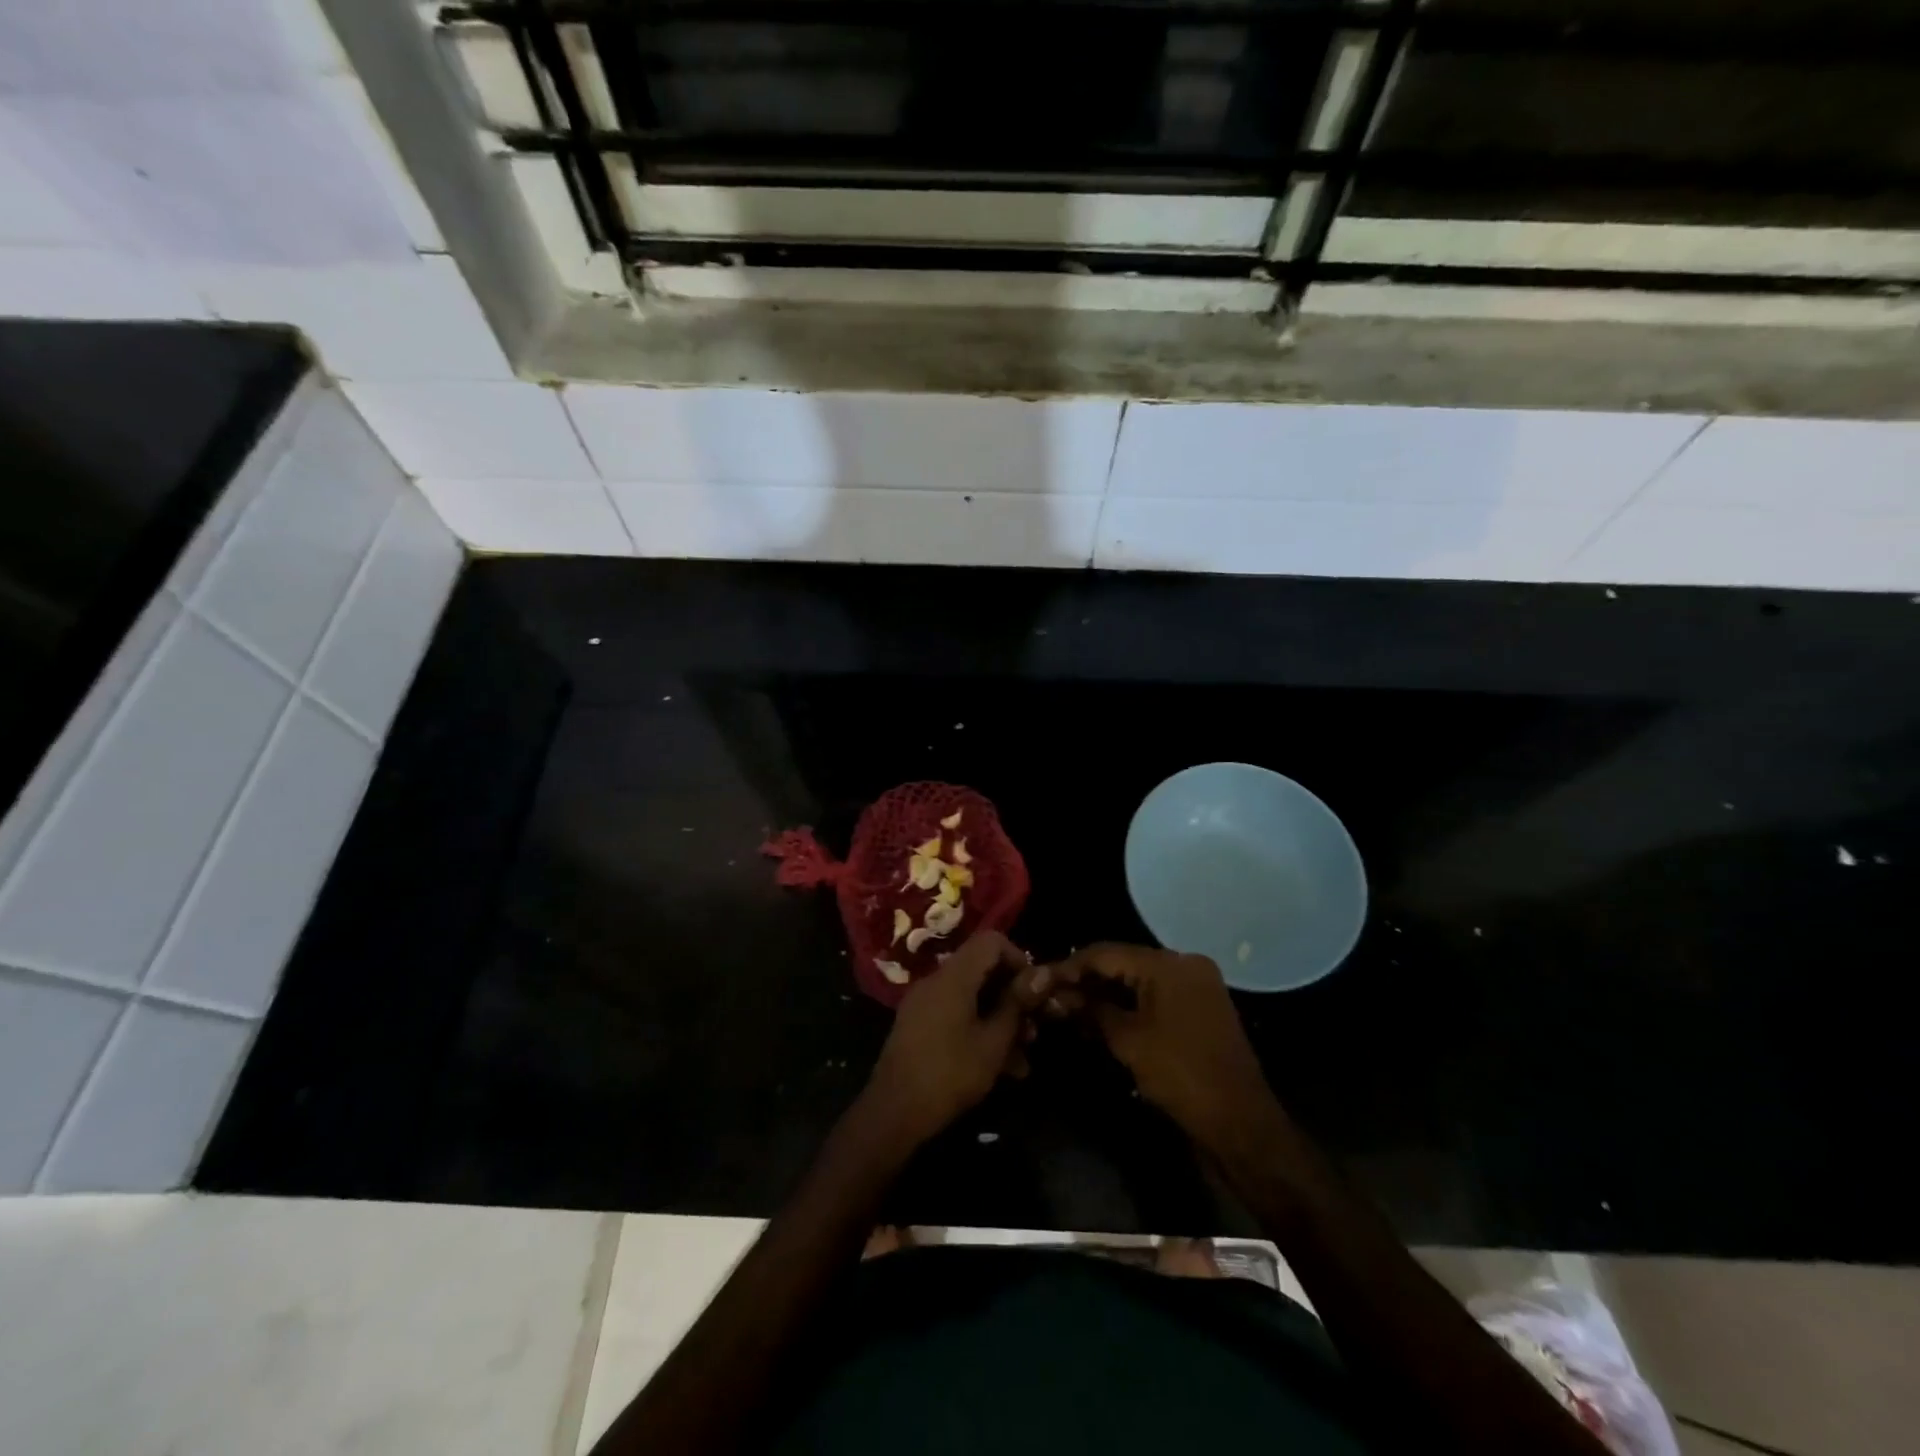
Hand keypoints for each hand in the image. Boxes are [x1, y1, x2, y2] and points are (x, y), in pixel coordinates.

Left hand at [861, 931, 1051, 1147]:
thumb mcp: (993, 1042)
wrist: (893, 1113)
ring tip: (1023, 1057)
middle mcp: (936, 981)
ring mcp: (924, 1004)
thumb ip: (1017, 1004)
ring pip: (971, 998)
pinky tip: (1001, 1068)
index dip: (1019, 959)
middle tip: (1034, 1029)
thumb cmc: (950, 1074)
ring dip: (999, 1020)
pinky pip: (956, 1016)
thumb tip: (1043, 973)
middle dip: (1012, 997)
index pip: (991, 941)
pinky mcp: (918, 1026)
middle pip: (982, 970)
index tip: (1034, 991)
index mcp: (953, 976)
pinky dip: (979, 1031)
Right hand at [1049, 943, 1276, 1147]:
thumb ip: (1092, 1010)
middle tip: (1054, 996)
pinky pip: (1157, 995)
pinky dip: (1130, 1004)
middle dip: (1088, 980)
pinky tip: (1104, 1018)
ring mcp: (1197, 985)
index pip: (1106, 953)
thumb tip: (1061, 997)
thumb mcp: (1128, 1041)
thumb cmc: (1180, 1075)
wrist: (1239, 1122)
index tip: (1042, 979)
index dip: (1071, 966)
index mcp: (1169, 964)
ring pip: (1139, 980)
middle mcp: (1185, 964)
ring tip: (1072, 1009)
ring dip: (1107, 993)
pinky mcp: (1201, 1007)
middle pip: (1123, 962)